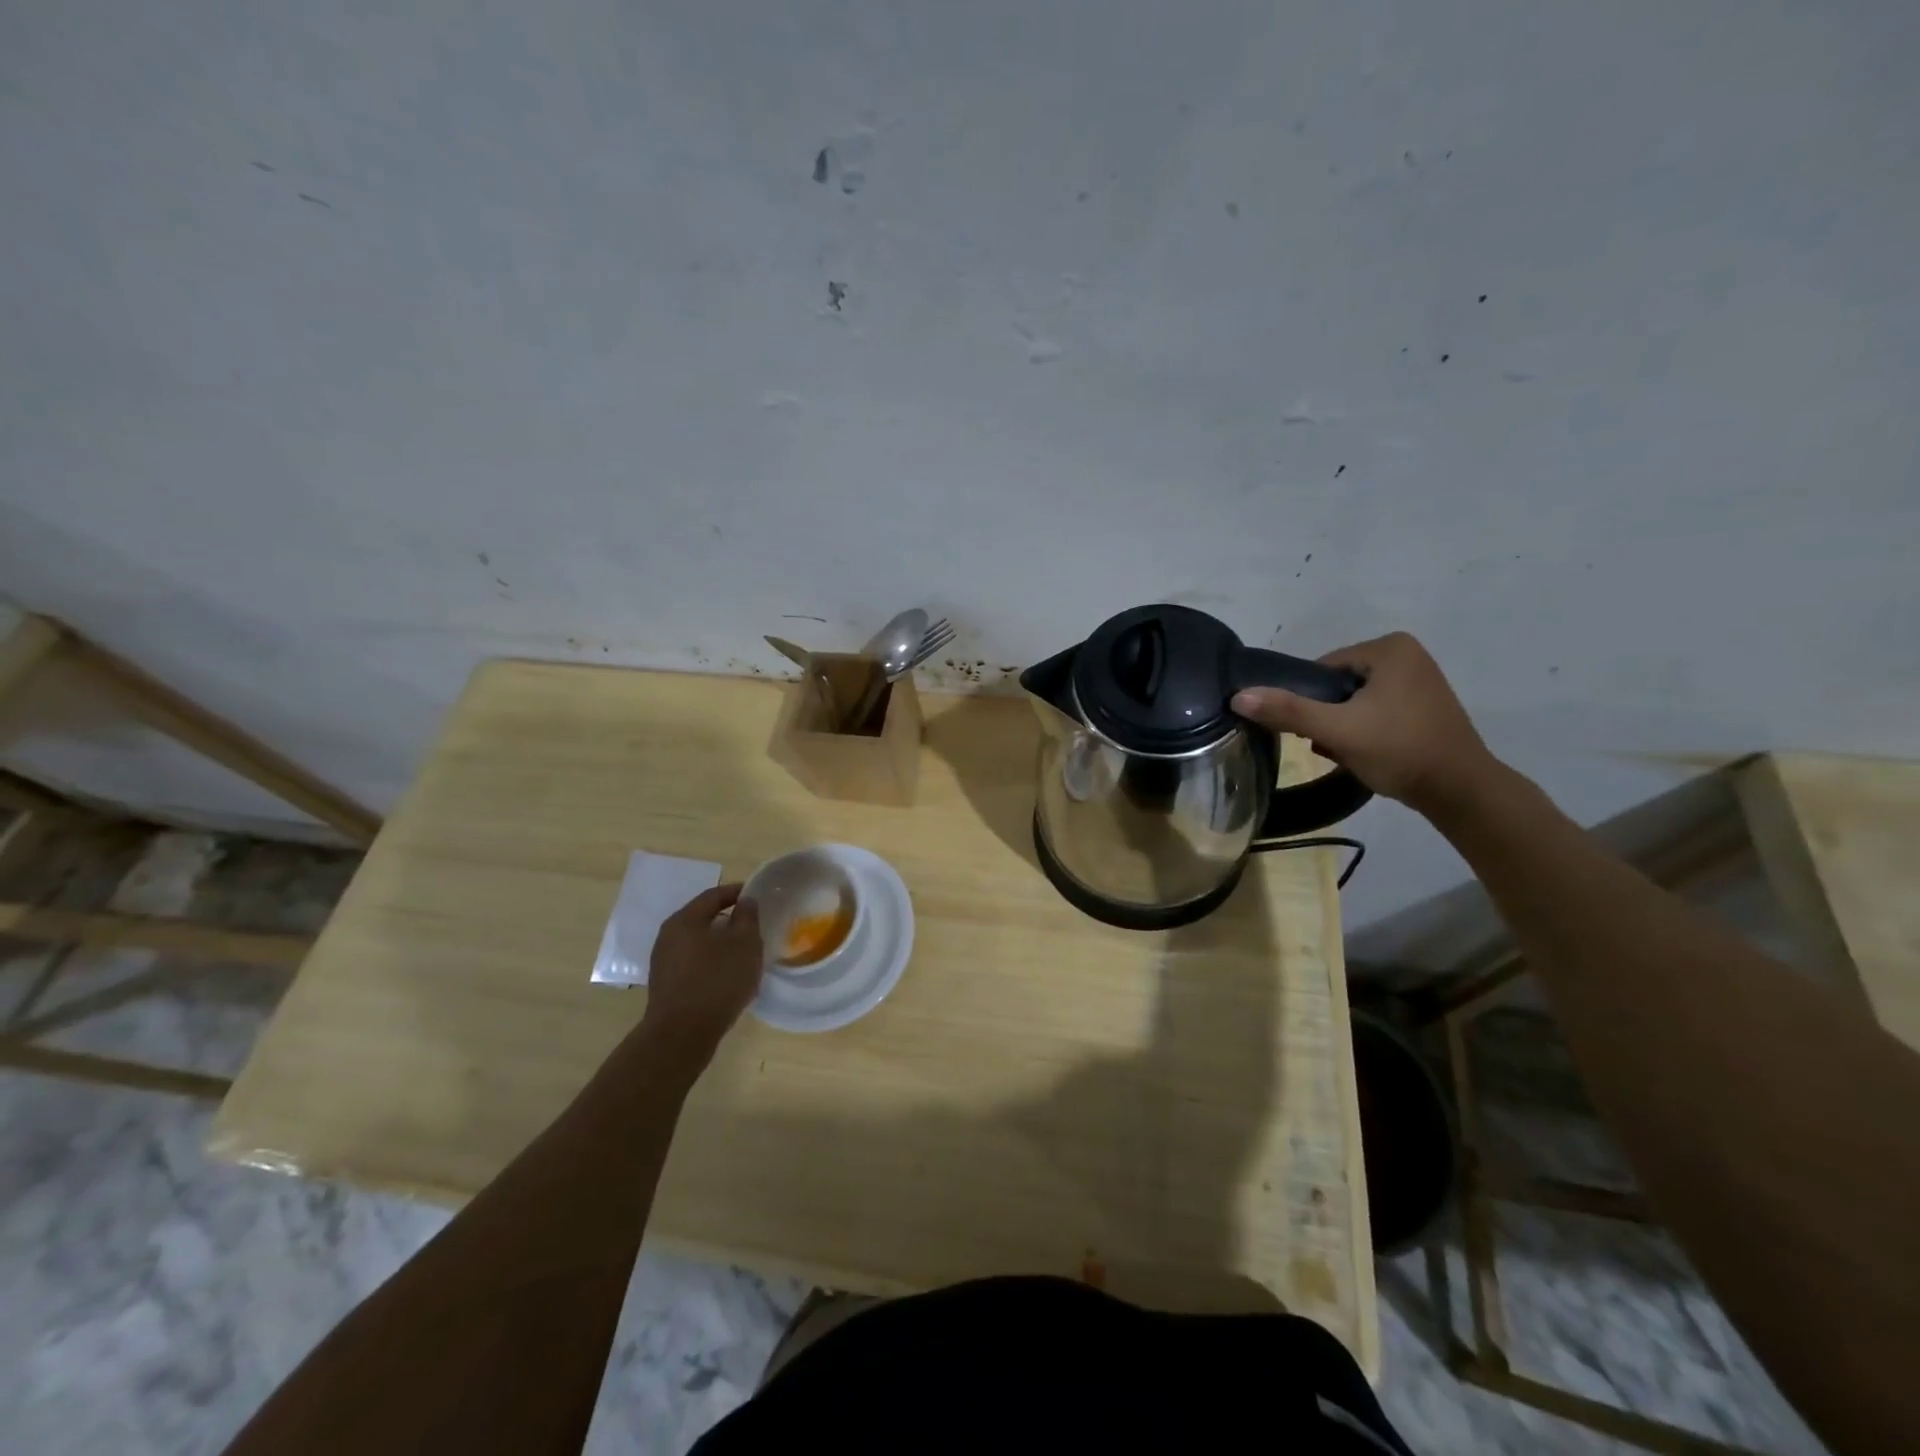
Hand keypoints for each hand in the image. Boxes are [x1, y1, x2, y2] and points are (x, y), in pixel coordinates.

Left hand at [638, 884, 763, 1060]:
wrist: (682, 1035)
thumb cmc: (717, 981)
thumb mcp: (744, 944)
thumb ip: (747, 917)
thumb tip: (745, 901)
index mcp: (685, 920)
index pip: (714, 895)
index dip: (737, 892)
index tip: (758, 895)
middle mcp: (668, 936)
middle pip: (703, 918)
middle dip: (729, 918)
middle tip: (753, 923)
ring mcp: (663, 962)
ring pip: (698, 942)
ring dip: (720, 942)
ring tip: (743, 951)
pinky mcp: (666, 985)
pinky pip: (693, 962)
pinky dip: (711, 961)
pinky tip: (727, 974)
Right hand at [1232, 632, 1500, 813]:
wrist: (1460, 791)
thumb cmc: (1399, 750)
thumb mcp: (1337, 730)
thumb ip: (1288, 710)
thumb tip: (1238, 696)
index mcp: (1389, 647)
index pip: (1322, 670)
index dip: (1310, 702)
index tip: (1317, 731)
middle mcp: (1407, 654)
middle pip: (1337, 686)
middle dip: (1327, 717)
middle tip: (1332, 745)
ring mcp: (1419, 680)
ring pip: (1354, 702)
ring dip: (1342, 727)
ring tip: (1349, 753)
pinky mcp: (1424, 706)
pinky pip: (1375, 711)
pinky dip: (1364, 731)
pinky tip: (1367, 754)